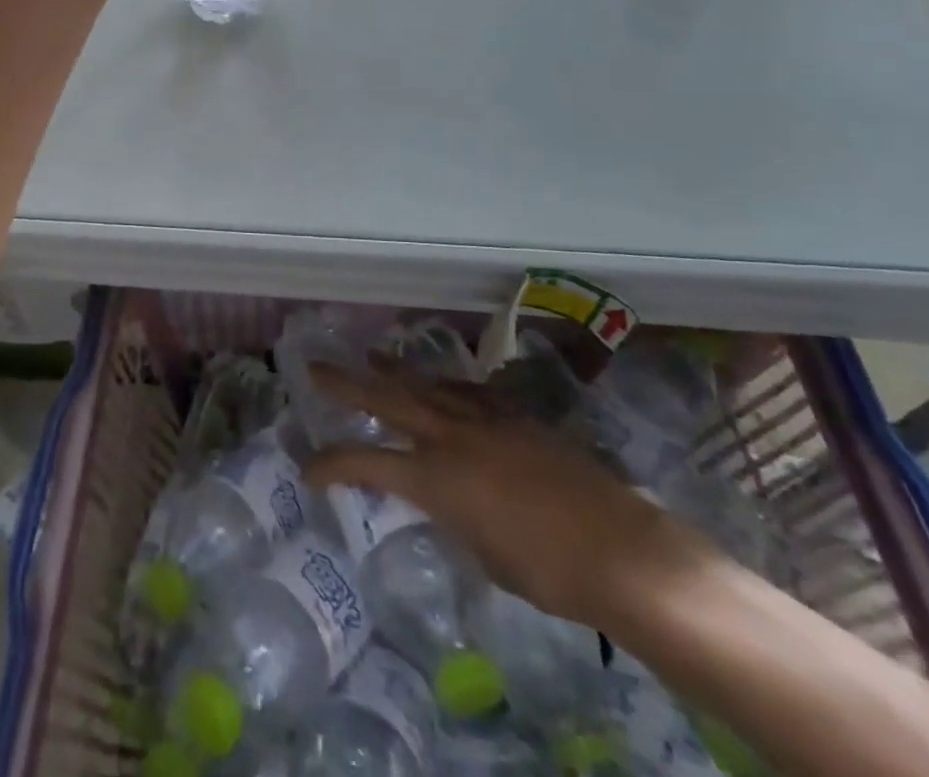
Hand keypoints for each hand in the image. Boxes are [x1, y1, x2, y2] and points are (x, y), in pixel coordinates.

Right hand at [303, 357, 722, 628]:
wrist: (621, 549)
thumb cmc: (548, 570)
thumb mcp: (483, 553)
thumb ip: (452, 516)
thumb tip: (445, 501)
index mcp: (436, 478)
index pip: (366, 462)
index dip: (330, 464)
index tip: (307, 469)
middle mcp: (451, 436)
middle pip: (386, 398)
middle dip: (346, 382)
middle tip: (314, 365)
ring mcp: (484, 418)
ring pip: (425, 383)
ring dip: (392, 370)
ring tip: (370, 357)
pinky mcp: (515, 415)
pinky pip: (467, 391)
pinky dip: (444, 385)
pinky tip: (438, 382)